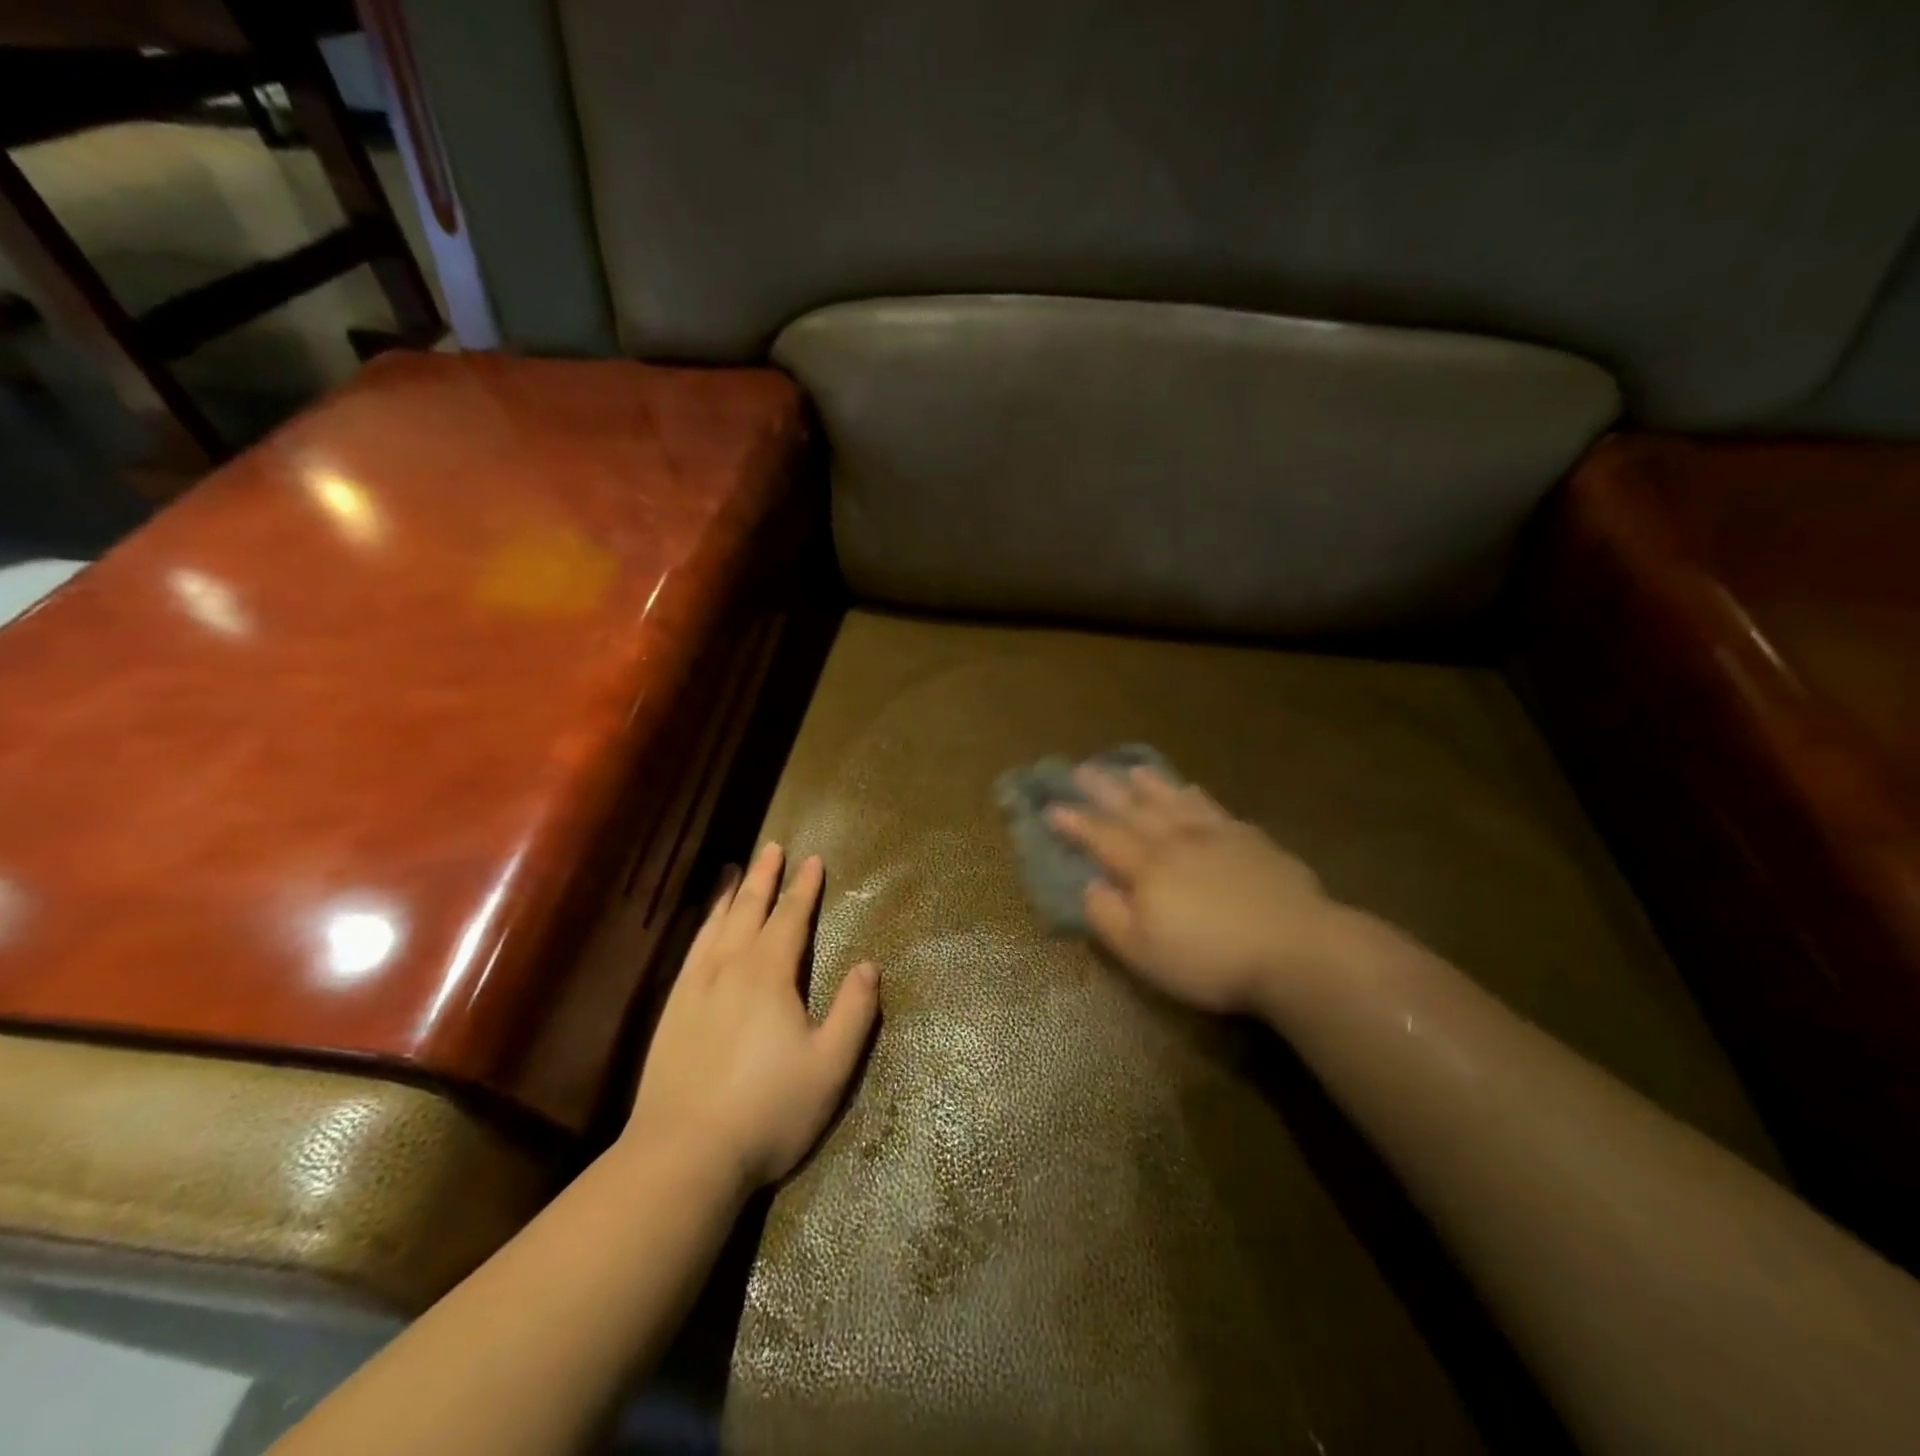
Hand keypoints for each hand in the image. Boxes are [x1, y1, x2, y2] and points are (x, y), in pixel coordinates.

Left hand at [624, 843, 878, 1189]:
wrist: (683, 1155)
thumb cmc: (768, 1110)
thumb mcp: (830, 1065)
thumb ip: (854, 1011)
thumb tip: (870, 965)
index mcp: (769, 974)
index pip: (791, 918)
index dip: (805, 888)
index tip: (813, 860)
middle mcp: (730, 968)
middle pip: (750, 910)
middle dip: (765, 877)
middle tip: (773, 846)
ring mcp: (695, 988)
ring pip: (716, 925)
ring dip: (730, 895)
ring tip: (735, 870)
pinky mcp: (672, 1011)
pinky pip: (691, 952)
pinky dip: (702, 927)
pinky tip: (704, 927)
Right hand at [1047, 765, 1347, 1016]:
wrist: (1297, 949)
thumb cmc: (1211, 960)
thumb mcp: (1144, 952)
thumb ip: (1109, 917)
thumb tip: (1089, 885)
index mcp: (1147, 868)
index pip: (1103, 838)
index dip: (1076, 823)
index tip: (1053, 807)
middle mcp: (1176, 841)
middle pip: (1134, 809)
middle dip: (1105, 790)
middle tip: (1083, 769)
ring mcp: (1217, 836)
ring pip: (1174, 800)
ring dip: (1149, 784)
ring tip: (1132, 769)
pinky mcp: (1252, 840)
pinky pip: (1214, 808)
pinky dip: (1196, 796)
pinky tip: (1192, 790)